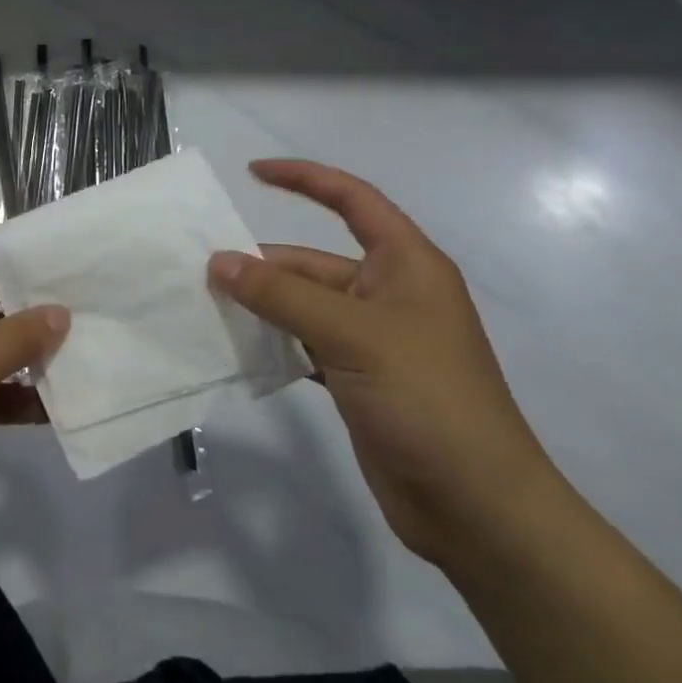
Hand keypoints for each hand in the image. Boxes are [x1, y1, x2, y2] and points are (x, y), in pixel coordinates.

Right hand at [209, 160, 558, 568]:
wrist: (478, 510)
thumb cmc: (427, 400)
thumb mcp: (352, 335)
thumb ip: (281, 295)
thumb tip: (218, 261)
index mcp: (406, 265)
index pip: (352, 200)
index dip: (304, 179)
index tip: (252, 172)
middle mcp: (388, 294)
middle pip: (313, 261)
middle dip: (263, 264)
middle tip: (203, 271)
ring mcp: (372, 339)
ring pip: (303, 305)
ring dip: (261, 306)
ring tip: (207, 307)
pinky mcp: (357, 378)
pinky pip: (302, 344)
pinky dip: (272, 343)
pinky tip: (236, 348)